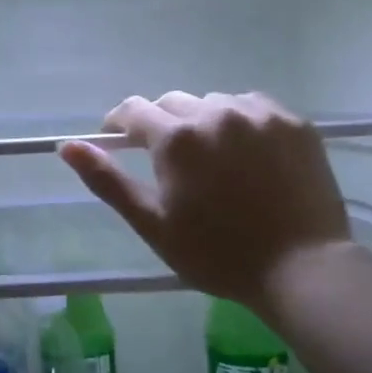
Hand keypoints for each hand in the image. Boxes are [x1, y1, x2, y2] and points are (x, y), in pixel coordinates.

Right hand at [60, 92, 351, 303]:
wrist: (304, 269)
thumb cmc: (218, 253)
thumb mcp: (153, 223)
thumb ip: (107, 180)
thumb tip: (67, 146)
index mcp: (176, 138)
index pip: (133, 110)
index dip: (119, 124)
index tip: (120, 142)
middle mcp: (214, 112)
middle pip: (172, 103)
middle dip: (162, 125)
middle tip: (170, 161)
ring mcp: (258, 114)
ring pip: (213, 102)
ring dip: (203, 121)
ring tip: (213, 157)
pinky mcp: (293, 122)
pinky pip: (253, 106)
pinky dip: (241, 121)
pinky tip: (248, 152)